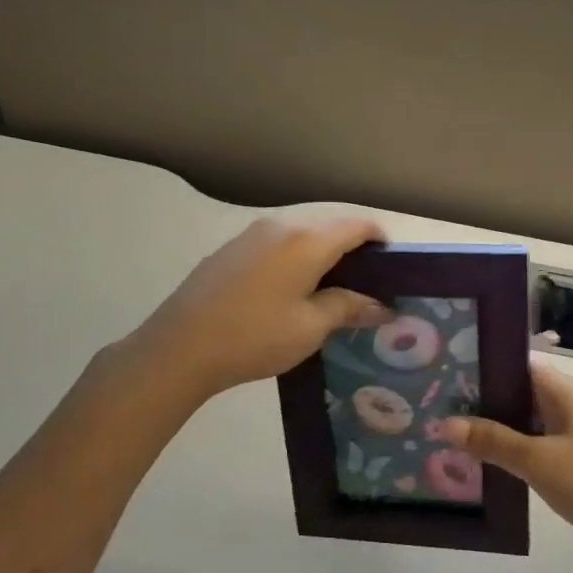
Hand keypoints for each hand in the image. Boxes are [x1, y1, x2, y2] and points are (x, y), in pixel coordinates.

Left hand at [130, 217, 390, 401]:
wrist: (180, 347)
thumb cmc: (256, 336)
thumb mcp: (310, 327)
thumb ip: (348, 308)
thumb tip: (381, 305)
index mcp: (306, 240)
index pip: (356, 226)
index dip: (380, 241)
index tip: (393, 268)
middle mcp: (280, 226)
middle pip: (328, 228)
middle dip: (352, 252)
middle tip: (365, 288)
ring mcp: (250, 236)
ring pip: (300, 237)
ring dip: (321, 257)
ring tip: (329, 294)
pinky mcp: (229, 251)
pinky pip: (275, 247)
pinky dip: (294, 262)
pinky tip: (289, 294)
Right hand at [442, 360, 572, 572]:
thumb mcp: (537, 461)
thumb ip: (492, 440)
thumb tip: (445, 423)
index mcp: (567, 392)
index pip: (519, 365)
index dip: (485, 366)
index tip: (446, 372)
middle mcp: (572, 406)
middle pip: (521, 393)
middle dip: (483, 400)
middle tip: (438, 404)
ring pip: (528, 423)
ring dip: (496, 429)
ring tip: (450, 432)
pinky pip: (538, 447)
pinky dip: (514, 451)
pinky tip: (484, 463)